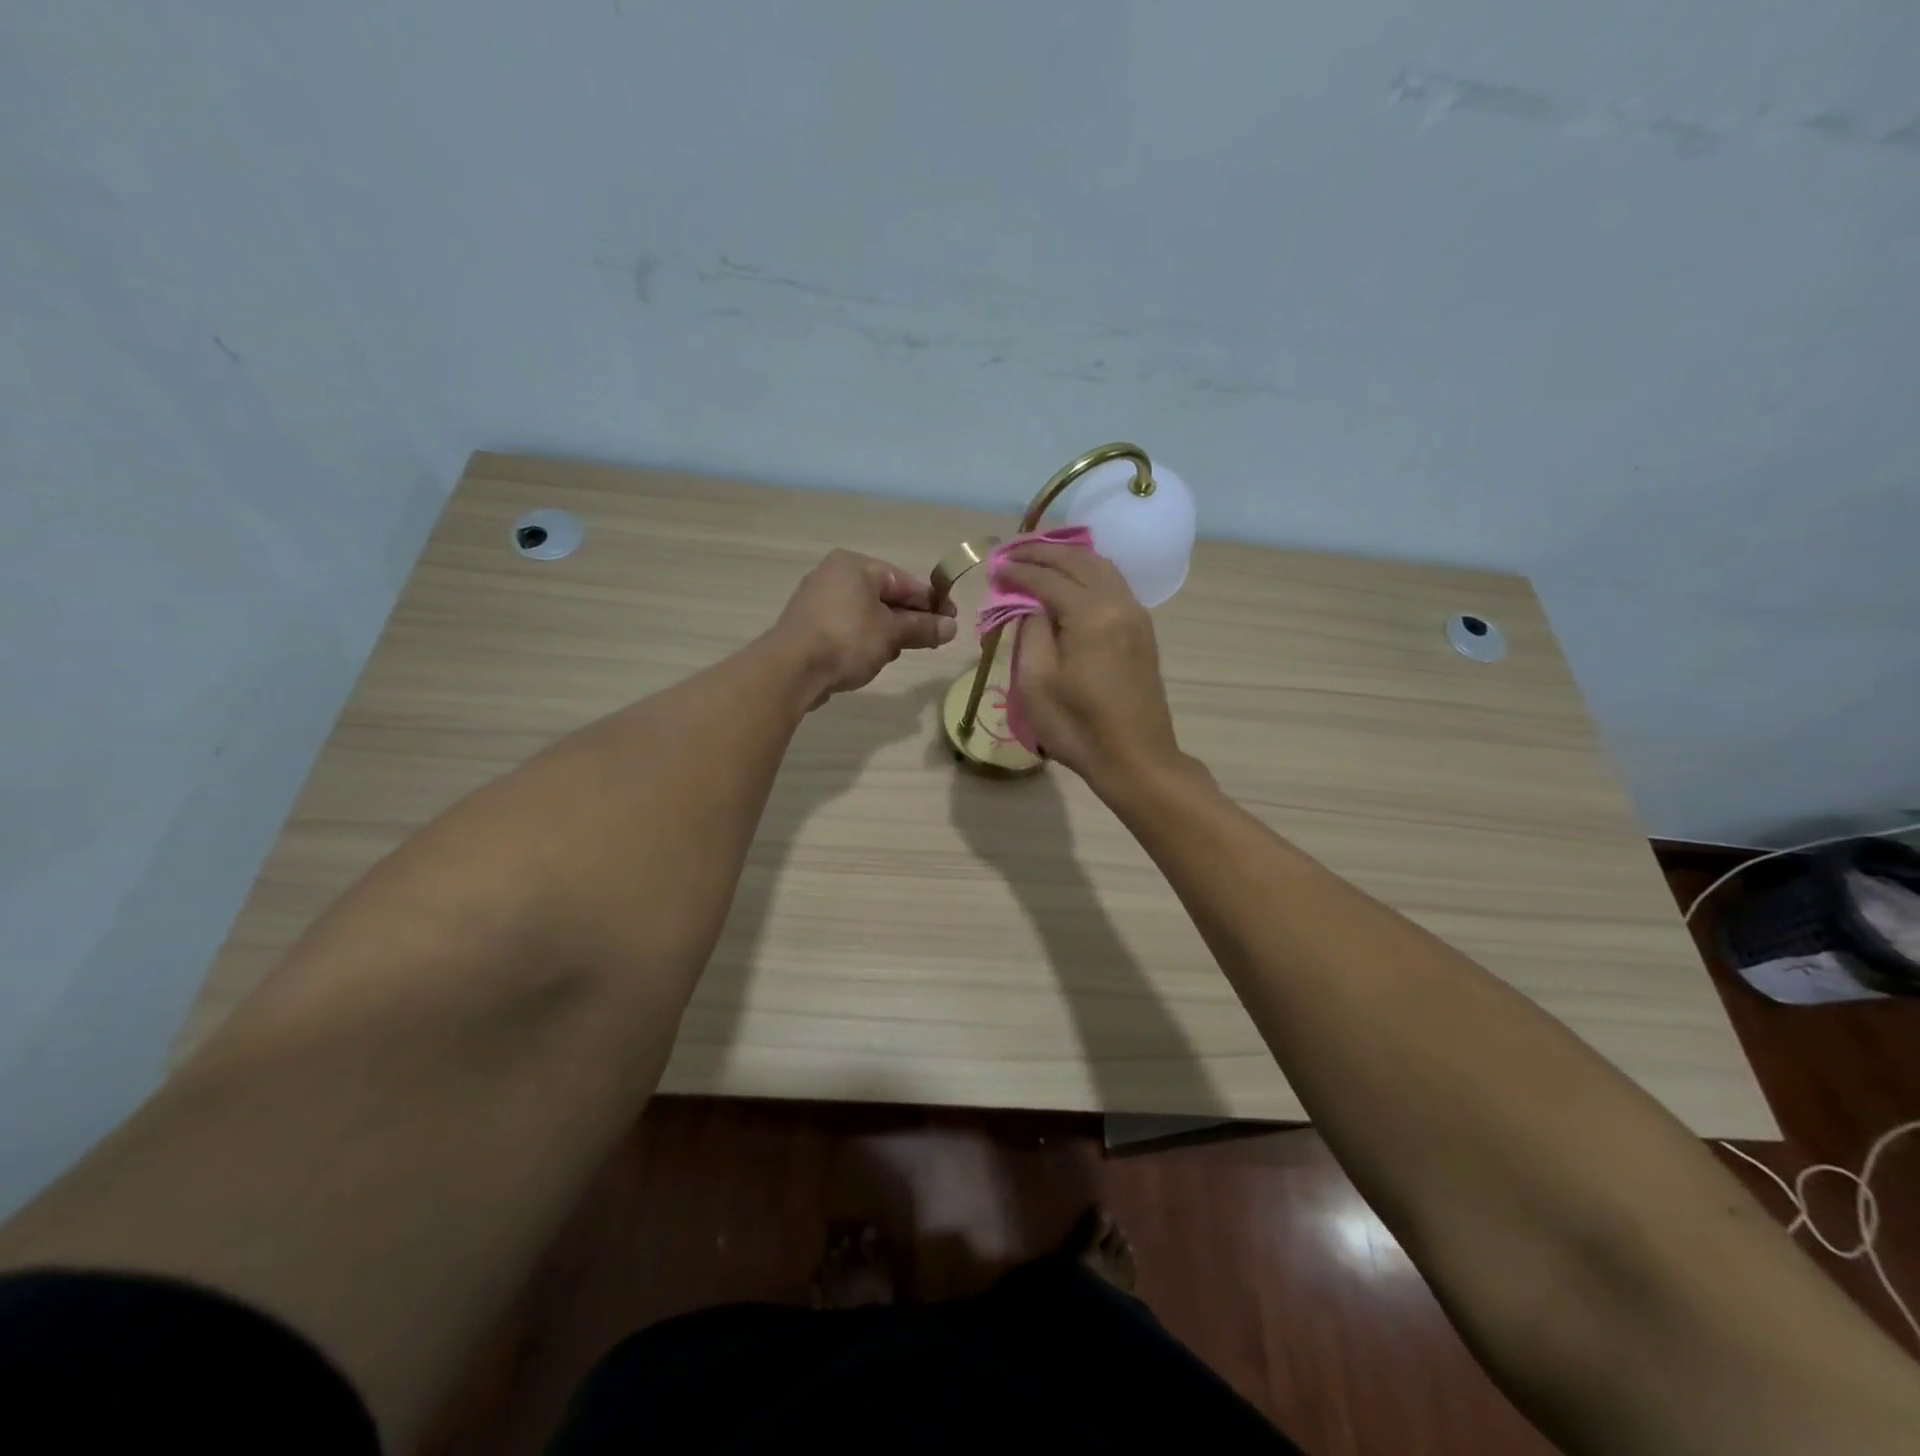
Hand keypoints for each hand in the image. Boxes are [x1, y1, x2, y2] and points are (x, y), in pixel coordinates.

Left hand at [771, 549, 956, 703]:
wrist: (791, 670)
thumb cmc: (847, 640)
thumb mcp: (892, 633)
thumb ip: (923, 628)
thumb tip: (952, 627)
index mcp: (855, 565)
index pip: (904, 581)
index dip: (931, 602)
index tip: (952, 621)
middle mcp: (834, 575)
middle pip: (885, 596)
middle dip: (909, 620)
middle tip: (931, 641)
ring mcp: (818, 601)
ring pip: (867, 614)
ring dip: (887, 633)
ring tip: (896, 654)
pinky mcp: (809, 626)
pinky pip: (848, 628)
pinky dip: (864, 640)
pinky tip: (871, 659)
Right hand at [998, 543, 1180, 788]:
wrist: (1135, 759)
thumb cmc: (1078, 727)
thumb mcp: (1037, 682)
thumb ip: (1031, 631)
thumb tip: (1030, 604)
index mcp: (1091, 615)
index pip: (1048, 578)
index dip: (1019, 570)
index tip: (995, 566)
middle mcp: (1118, 603)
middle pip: (1078, 561)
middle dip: (1043, 552)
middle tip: (1012, 551)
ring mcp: (1136, 615)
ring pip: (1101, 567)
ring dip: (1068, 558)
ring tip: (1038, 558)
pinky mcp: (1141, 630)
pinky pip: (1112, 584)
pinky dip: (1087, 572)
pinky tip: (1070, 579)